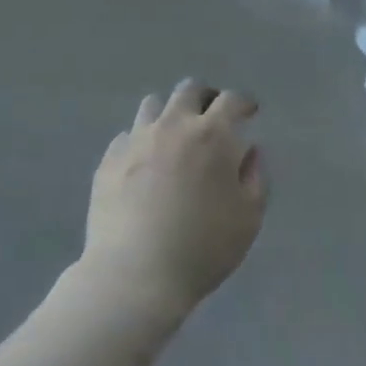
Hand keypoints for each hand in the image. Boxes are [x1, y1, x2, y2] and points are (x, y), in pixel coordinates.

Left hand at [80, 80, 267, 321]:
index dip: (243, 102)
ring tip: (174, 136)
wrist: (135, 275)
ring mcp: (136, 139)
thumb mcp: (248, 218)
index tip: (249, 111)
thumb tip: (249, 151)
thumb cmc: (202, 248)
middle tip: (212, 115)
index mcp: (211, 135)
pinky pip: (128, 136)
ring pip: (153, 105)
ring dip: (169, 113)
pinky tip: (144, 164)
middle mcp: (173, 125)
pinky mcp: (109, 159)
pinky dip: (141, 141)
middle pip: (189, 90)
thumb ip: (255, 177)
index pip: (231, 100)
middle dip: (205, 96)